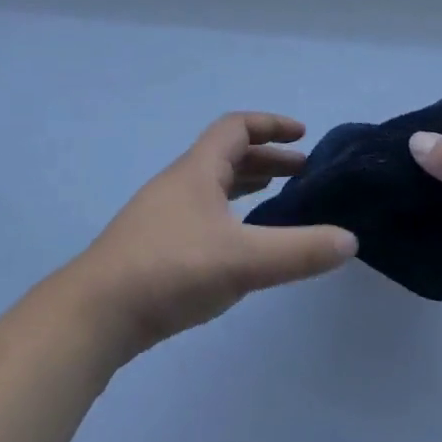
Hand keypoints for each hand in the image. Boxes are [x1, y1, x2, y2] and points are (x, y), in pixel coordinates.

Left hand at [64, 112, 358, 363]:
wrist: (92, 316)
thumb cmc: (170, 270)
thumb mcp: (244, 260)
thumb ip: (300, 251)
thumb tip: (349, 241)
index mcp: (197, 171)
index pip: (236, 128)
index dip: (271, 125)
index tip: (303, 135)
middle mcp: (178, 185)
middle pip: (226, 155)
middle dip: (266, 158)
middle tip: (300, 172)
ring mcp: (161, 216)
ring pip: (211, 186)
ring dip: (246, 185)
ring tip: (276, 198)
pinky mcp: (152, 247)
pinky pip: (201, 213)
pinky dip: (228, 213)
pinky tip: (238, 243)